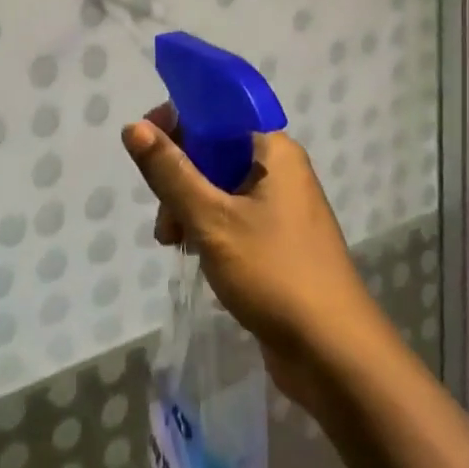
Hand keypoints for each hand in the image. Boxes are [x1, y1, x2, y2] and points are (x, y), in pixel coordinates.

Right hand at [121, 109, 389, 413]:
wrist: (334, 354)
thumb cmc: (274, 273)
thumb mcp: (211, 219)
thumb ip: (170, 172)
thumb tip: (133, 126)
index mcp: (273, 150)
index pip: (217, 113)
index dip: (177, 122)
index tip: (145, 148)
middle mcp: (281, 169)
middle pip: (215, 150)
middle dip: (180, 176)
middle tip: (164, 218)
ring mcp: (283, 207)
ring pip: (220, 186)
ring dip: (189, 206)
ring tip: (172, 243)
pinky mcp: (278, 241)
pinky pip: (233, 215)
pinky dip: (208, 226)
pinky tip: (192, 253)